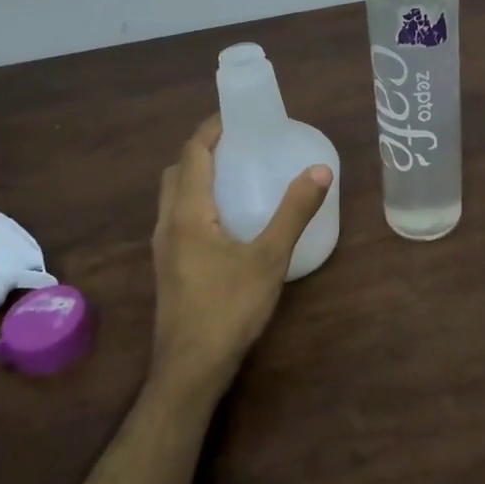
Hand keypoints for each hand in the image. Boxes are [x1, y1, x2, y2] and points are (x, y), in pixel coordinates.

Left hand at [150, 115, 333, 397]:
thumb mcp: (269, 258)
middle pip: (177, 172)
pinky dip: (196, 201)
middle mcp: (168, 224)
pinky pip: (177, 218)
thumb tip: (320, 170)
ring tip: (233, 175)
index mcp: (188, 213)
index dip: (210, 129)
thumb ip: (294, 212)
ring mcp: (164, 248)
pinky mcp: (169, 268)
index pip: (192, 154)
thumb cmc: (229, 309)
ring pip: (173, 197)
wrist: (190, 369)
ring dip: (196, 176)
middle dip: (202, 150)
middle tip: (238, 144)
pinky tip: (226, 220)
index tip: (235, 115)